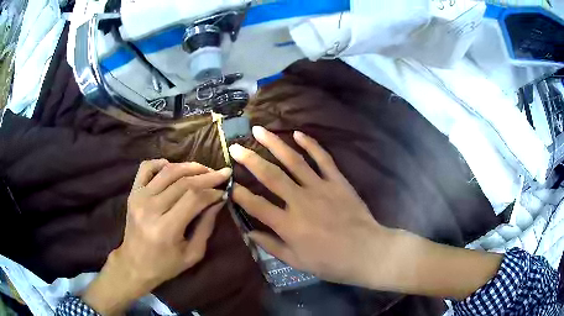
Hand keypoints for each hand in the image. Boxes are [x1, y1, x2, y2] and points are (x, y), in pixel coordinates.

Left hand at [82, 160, 230, 314]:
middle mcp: (151, 208)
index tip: (225, 190)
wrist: (134, 264)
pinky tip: (173, 167)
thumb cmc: (165, 265)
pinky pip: (146, 168)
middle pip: (183, 182)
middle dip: (207, 176)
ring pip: (168, 171)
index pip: (194, 198)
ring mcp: (139, 198)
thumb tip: (218, 201)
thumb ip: (206, 227)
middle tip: (222, 174)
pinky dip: (161, 163)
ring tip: (204, 169)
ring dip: (189, 167)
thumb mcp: (192, 254)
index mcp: (166, 228)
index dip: (212, 191)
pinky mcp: (133, 193)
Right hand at [231, 127, 502, 298]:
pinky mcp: (338, 181)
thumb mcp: (297, 261)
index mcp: (288, 224)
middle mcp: (300, 201)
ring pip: (293, 161)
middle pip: (270, 175)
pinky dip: (311, 145)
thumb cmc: (331, 262)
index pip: (255, 204)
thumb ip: (271, 245)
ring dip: (275, 144)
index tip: (227, 182)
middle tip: (235, 147)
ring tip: (260, 131)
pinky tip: (299, 134)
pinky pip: (323, 159)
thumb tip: (249, 232)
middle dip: (250, 160)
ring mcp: (320, 188)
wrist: (367, 252)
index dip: (238, 193)